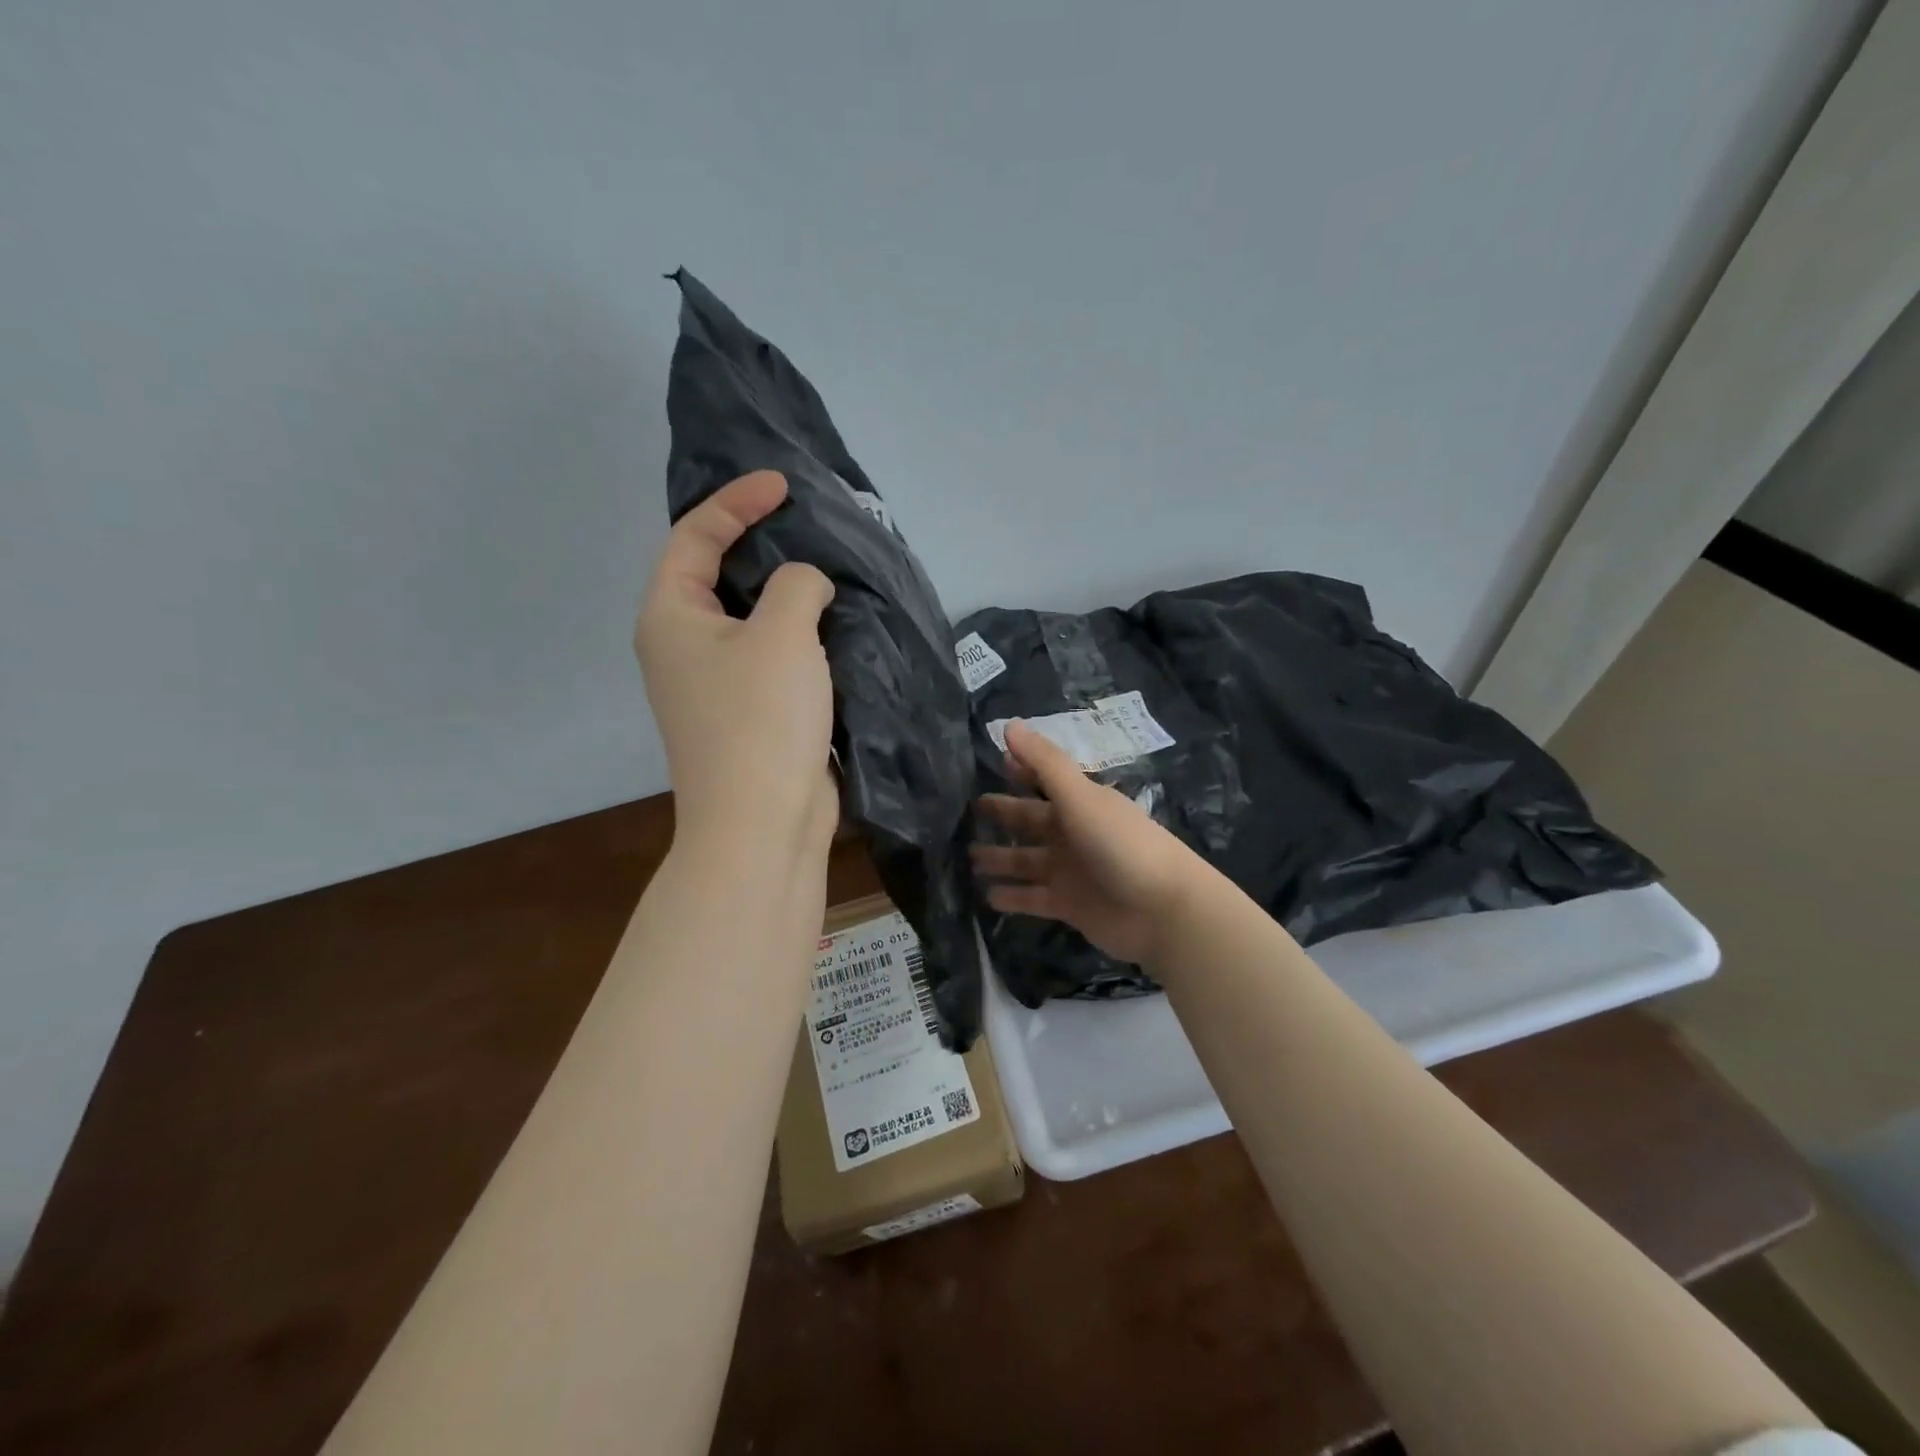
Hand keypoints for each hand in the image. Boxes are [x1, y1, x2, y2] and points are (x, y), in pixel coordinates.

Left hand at [635, 471, 836, 849]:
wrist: (762, 822)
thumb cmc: (760, 718)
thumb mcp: (781, 633)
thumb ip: (796, 585)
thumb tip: (806, 587)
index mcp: (670, 616)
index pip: (694, 536)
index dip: (737, 502)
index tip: (785, 486)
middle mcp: (682, 647)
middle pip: (719, 576)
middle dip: (762, 546)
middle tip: (812, 526)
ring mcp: (714, 685)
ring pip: (750, 620)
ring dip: (787, 596)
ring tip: (832, 572)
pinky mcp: (748, 714)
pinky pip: (772, 657)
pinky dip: (799, 637)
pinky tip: (836, 628)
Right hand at [970, 722, 1208, 966]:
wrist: (1161, 909)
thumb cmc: (1120, 843)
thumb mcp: (1080, 797)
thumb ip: (1044, 763)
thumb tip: (1008, 724)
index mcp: (1080, 803)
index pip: (1044, 780)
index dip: (1021, 770)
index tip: (994, 761)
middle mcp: (1073, 833)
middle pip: (1031, 821)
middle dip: (1003, 814)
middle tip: (969, 811)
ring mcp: (1071, 871)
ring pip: (1026, 861)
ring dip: (1000, 859)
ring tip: (967, 857)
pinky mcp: (1069, 905)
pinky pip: (1032, 898)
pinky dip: (1012, 897)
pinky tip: (984, 896)